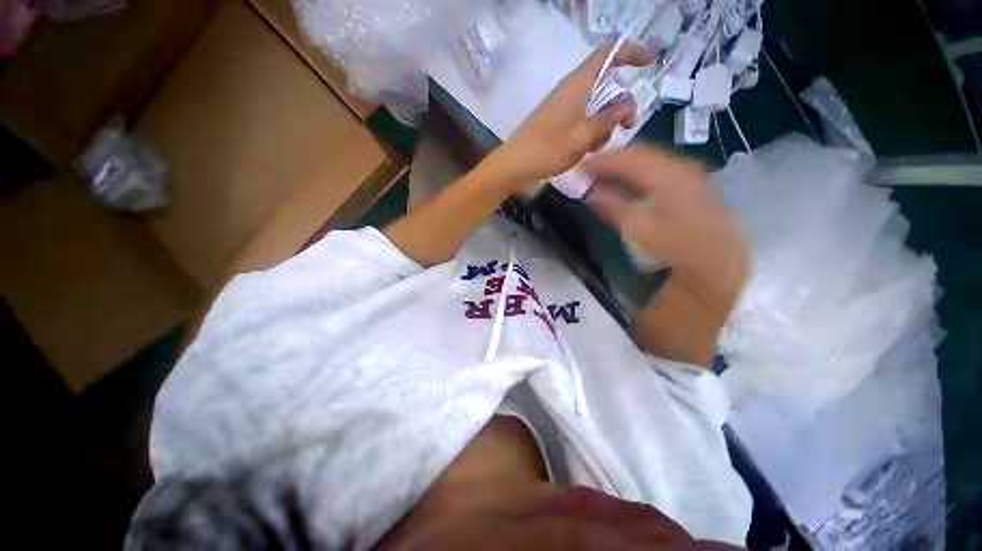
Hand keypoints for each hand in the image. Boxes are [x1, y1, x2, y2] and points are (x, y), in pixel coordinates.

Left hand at [493, 41, 653, 183]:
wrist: (515, 165)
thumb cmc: (548, 149)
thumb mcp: (583, 136)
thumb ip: (608, 120)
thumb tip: (626, 106)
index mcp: (578, 84)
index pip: (608, 53)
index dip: (630, 52)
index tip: (648, 63)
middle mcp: (570, 90)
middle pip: (605, 86)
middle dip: (619, 105)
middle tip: (627, 126)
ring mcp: (562, 107)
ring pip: (594, 108)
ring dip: (602, 126)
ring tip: (593, 148)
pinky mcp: (556, 122)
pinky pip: (581, 121)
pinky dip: (588, 133)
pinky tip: (583, 151)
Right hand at [584, 146, 748, 312]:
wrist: (714, 262)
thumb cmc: (673, 245)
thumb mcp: (636, 226)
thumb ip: (610, 205)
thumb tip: (588, 192)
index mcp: (665, 173)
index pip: (626, 157)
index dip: (600, 160)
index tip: (579, 167)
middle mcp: (679, 165)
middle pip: (639, 153)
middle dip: (612, 160)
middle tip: (589, 169)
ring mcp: (689, 173)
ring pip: (650, 160)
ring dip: (626, 166)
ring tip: (604, 175)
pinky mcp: (692, 184)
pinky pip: (660, 169)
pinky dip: (640, 173)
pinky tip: (629, 183)